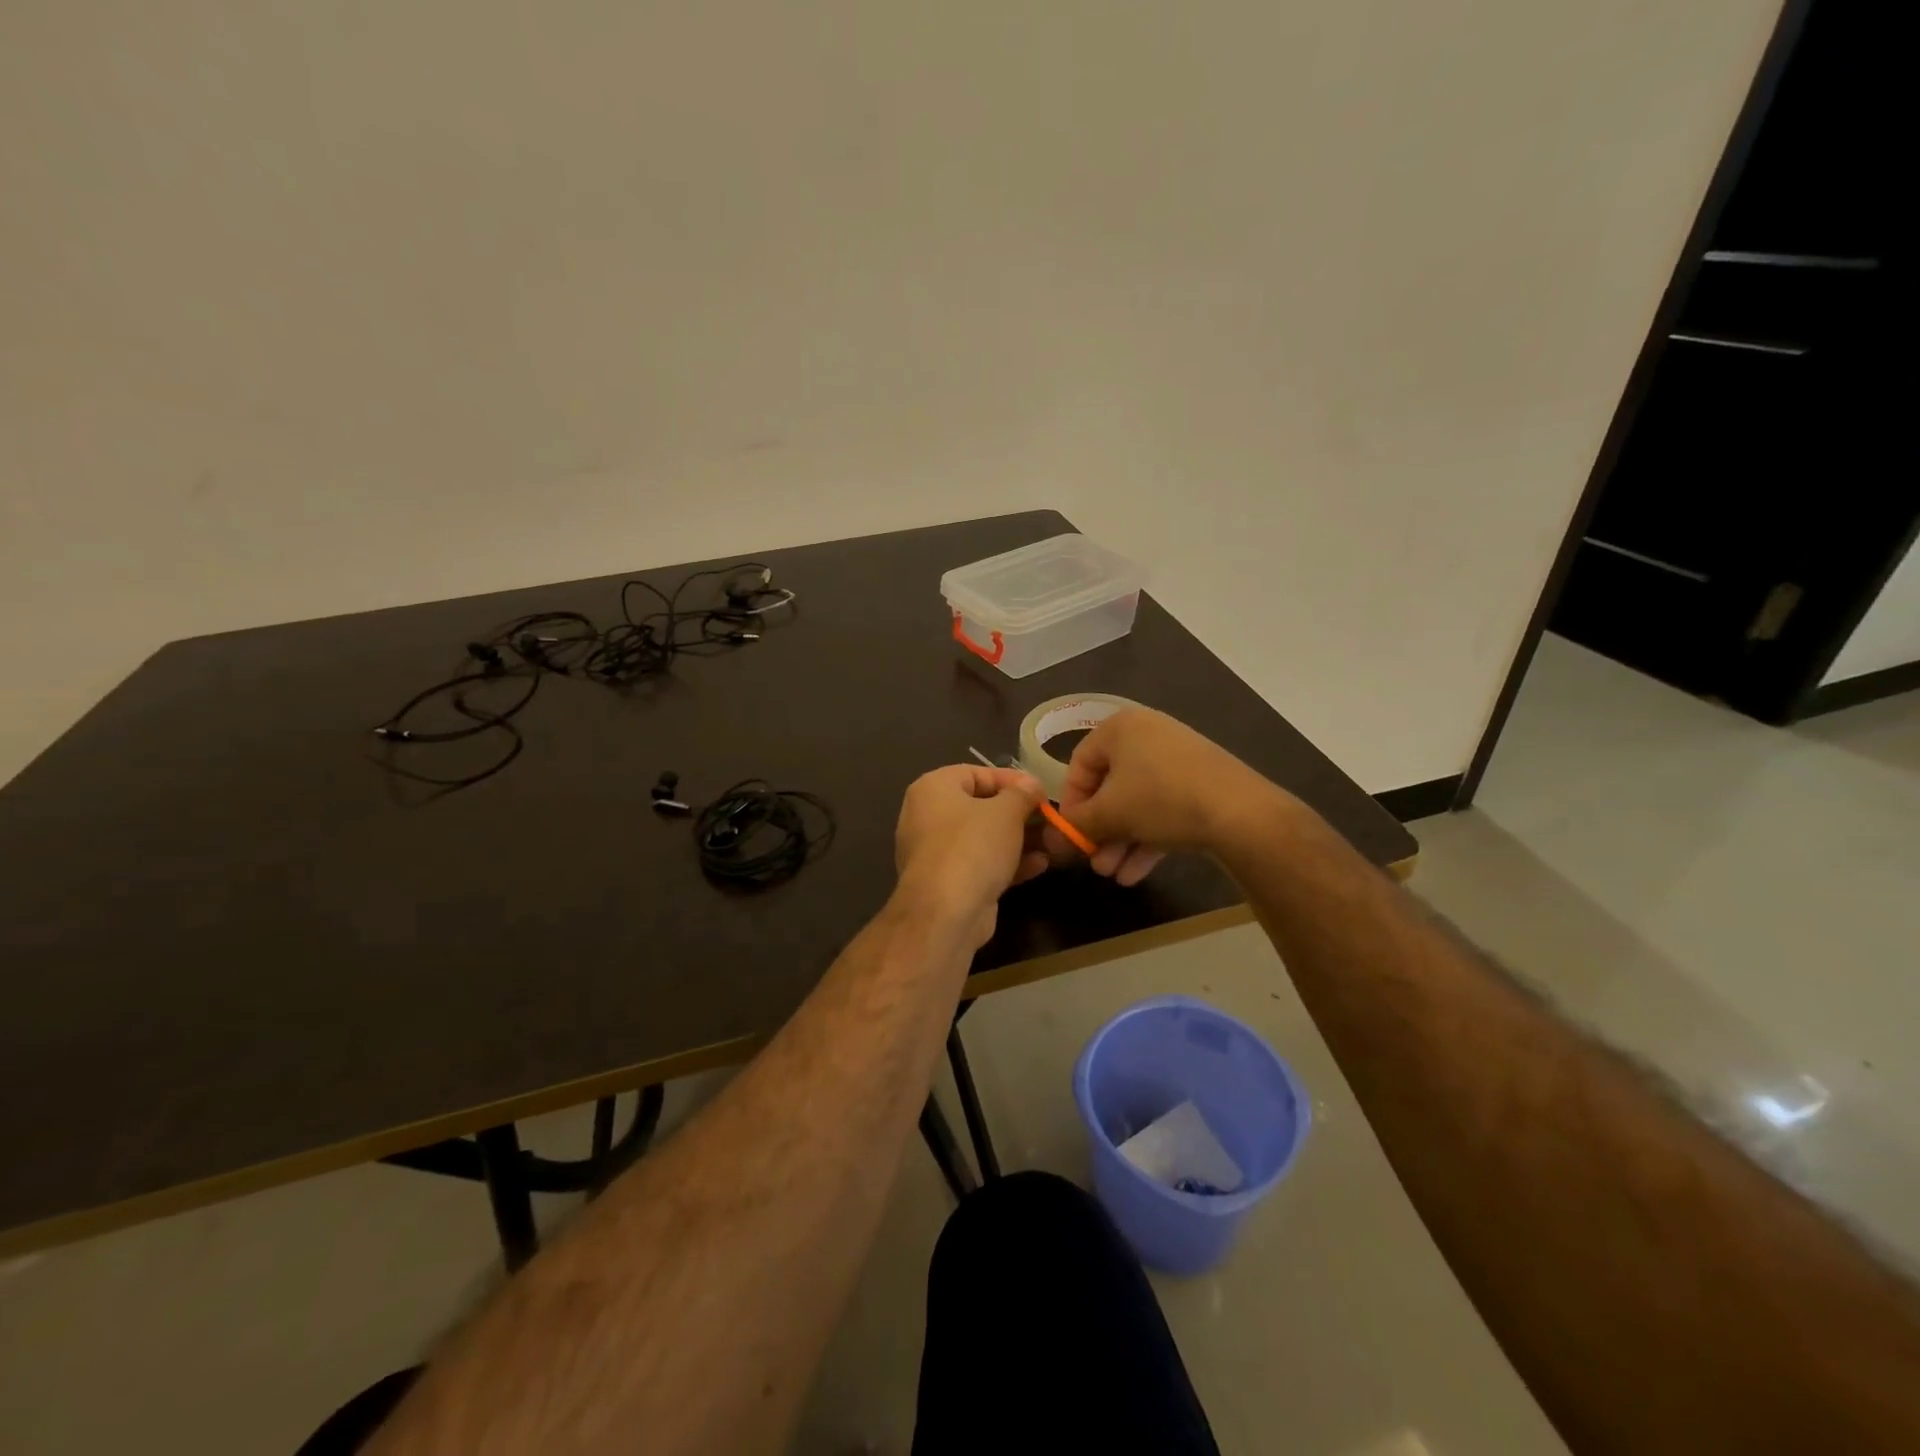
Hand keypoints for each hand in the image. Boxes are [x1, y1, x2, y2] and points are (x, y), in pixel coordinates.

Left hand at [894, 764, 1048, 947]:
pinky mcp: (948, 882)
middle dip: (1018, 813)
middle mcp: (928, 816)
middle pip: (980, 807)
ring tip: (1052, 841)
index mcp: (933, 788)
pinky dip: (1007, 862)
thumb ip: (1022, 793)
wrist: (946, 912)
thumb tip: (1032, 784)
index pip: (976, 773)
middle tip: (1049, 818)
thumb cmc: (973, 846)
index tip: (1040, 790)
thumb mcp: (1006, 812)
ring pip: (983, 838)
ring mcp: (936, 852)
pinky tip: (1040, 865)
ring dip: (1018, 839)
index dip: (1011, 780)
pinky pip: (981, 863)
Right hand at [1046, 709, 1285, 877]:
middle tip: (1092, 861)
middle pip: (1109, 787)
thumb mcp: (1108, 814)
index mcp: (1119, 728)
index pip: (1078, 765)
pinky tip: (1135, 873)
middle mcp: (1147, 735)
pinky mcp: (1200, 784)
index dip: (1069, 805)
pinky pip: (1162, 809)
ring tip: (1112, 874)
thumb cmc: (1160, 798)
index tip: (1069, 836)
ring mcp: (1177, 759)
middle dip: (1098, 831)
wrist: (1241, 812)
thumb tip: (1050, 841)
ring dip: (1120, 840)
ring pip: (1136, 803)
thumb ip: (1075, 826)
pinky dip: (1147, 838)